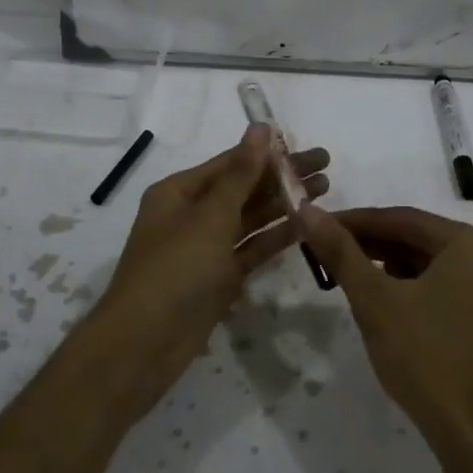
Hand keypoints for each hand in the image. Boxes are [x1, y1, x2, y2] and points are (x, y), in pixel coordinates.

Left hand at [87, 126, 329, 420]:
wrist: (145, 344)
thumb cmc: (174, 270)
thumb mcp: (209, 217)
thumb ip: (241, 174)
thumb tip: (259, 128)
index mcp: (179, 192)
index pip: (230, 163)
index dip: (268, 152)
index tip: (304, 145)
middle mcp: (192, 215)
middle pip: (244, 188)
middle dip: (283, 177)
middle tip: (327, 165)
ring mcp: (206, 248)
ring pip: (251, 218)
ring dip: (285, 204)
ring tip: (326, 189)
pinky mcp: (219, 277)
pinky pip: (251, 249)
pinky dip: (276, 237)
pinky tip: (307, 225)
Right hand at [300, 205, 472, 464]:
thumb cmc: (428, 359)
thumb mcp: (376, 301)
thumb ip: (340, 252)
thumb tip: (307, 211)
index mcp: (470, 244)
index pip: (401, 218)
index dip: (353, 221)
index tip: (314, 225)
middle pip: (416, 239)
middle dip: (368, 245)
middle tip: (322, 251)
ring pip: (428, 266)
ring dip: (386, 268)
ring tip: (344, 276)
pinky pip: (442, 288)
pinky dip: (409, 290)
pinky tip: (381, 304)